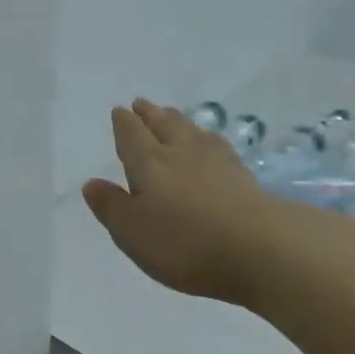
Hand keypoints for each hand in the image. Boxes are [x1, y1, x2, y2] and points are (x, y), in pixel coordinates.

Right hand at [81, 99, 298, 307]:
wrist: (262, 250)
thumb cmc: (184, 243)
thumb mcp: (132, 232)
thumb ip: (110, 206)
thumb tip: (92, 183)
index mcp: (149, 163)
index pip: (132, 135)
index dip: (124, 123)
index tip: (121, 111)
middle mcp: (181, 153)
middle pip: (164, 125)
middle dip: (151, 114)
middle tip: (143, 103)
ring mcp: (217, 163)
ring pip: (192, 131)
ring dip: (179, 120)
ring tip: (173, 114)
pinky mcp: (245, 177)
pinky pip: (219, 146)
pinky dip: (208, 139)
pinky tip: (212, 143)